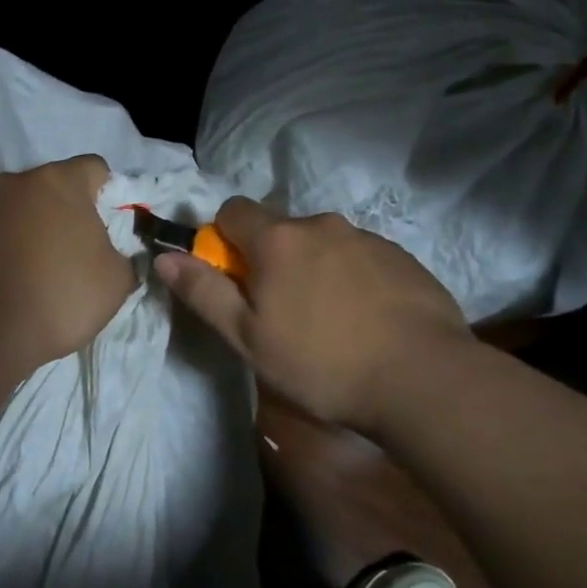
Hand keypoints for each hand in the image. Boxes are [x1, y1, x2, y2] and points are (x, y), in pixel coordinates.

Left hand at [0, 155, 134, 376]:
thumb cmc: (60, 301)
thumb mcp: (116, 283)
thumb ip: (122, 255)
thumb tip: (114, 251)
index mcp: (63, 183)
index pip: (93, 168)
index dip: (103, 193)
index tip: (102, 226)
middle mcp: (19, 179)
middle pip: (49, 183)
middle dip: (60, 208)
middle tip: (64, 250)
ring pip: (9, 194)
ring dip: (20, 214)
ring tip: (20, 254)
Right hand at [156, 199, 468, 429]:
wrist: (422, 378)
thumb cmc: (321, 362)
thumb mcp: (247, 337)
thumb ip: (203, 292)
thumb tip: (164, 257)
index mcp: (278, 239)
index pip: (233, 210)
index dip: (223, 239)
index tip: (233, 278)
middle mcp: (321, 225)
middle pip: (280, 229)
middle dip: (271, 259)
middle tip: (280, 313)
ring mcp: (368, 238)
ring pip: (322, 244)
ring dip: (313, 269)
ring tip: (328, 323)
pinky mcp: (403, 257)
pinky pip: (360, 258)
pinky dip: (351, 279)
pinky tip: (365, 322)